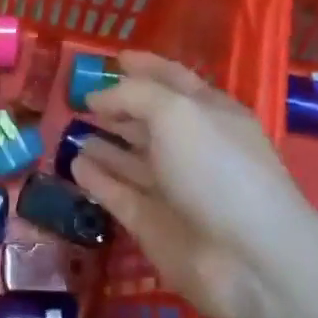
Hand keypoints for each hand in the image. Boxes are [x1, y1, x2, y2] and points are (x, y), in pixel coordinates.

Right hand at [69, 52, 313, 317]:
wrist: (248, 259)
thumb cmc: (217, 169)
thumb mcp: (176, 112)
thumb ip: (133, 95)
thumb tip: (97, 98)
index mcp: (210, 114)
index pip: (174, 80)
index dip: (146, 66)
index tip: (114, 58)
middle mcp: (192, 148)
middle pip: (149, 120)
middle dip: (118, 107)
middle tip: (78, 97)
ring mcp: (172, 188)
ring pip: (131, 159)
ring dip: (104, 143)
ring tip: (69, 128)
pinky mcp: (152, 224)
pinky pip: (118, 193)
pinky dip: (97, 179)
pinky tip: (74, 164)